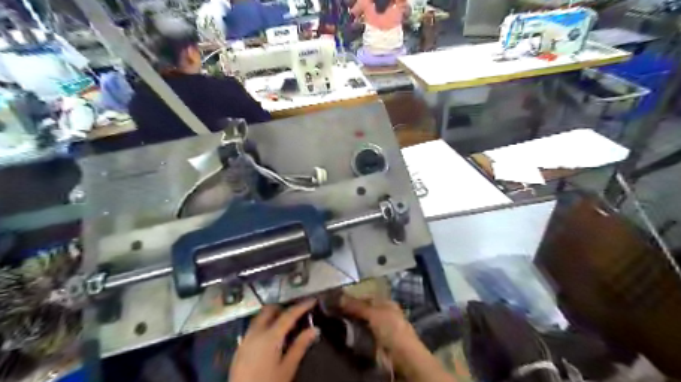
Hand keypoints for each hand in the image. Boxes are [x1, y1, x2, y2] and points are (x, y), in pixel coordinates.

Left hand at [232, 300, 319, 381]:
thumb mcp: (288, 368)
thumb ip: (300, 346)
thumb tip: (315, 329)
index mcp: (270, 336)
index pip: (288, 315)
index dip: (302, 306)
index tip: (312, 300)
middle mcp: (256, 332)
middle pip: (270, 310)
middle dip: (284, 307)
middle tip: (297, 313)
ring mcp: (246, 339)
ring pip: (260, 317)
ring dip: (273, 316)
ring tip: (286, 324)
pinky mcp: (240, 347)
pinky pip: (254, 328)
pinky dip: (265, 325)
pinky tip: (272, 337)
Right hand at [337, 296, 416, 357]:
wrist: (401, 356)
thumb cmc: (391, 328)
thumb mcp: (373, 313)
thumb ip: (357, 306)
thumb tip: (339, 298)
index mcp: (386, 303)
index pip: (367, 297)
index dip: (354, 298)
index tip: (339, 301)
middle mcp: (383, 314)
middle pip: (363, 311)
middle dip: (351, 312)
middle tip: (334, 312)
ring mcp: (379, 329)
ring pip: (361, 323)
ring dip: (351, 324)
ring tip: (335, 323)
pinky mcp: (375, 343)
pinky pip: (361, 336)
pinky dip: (354, 336)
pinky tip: (343, 334)